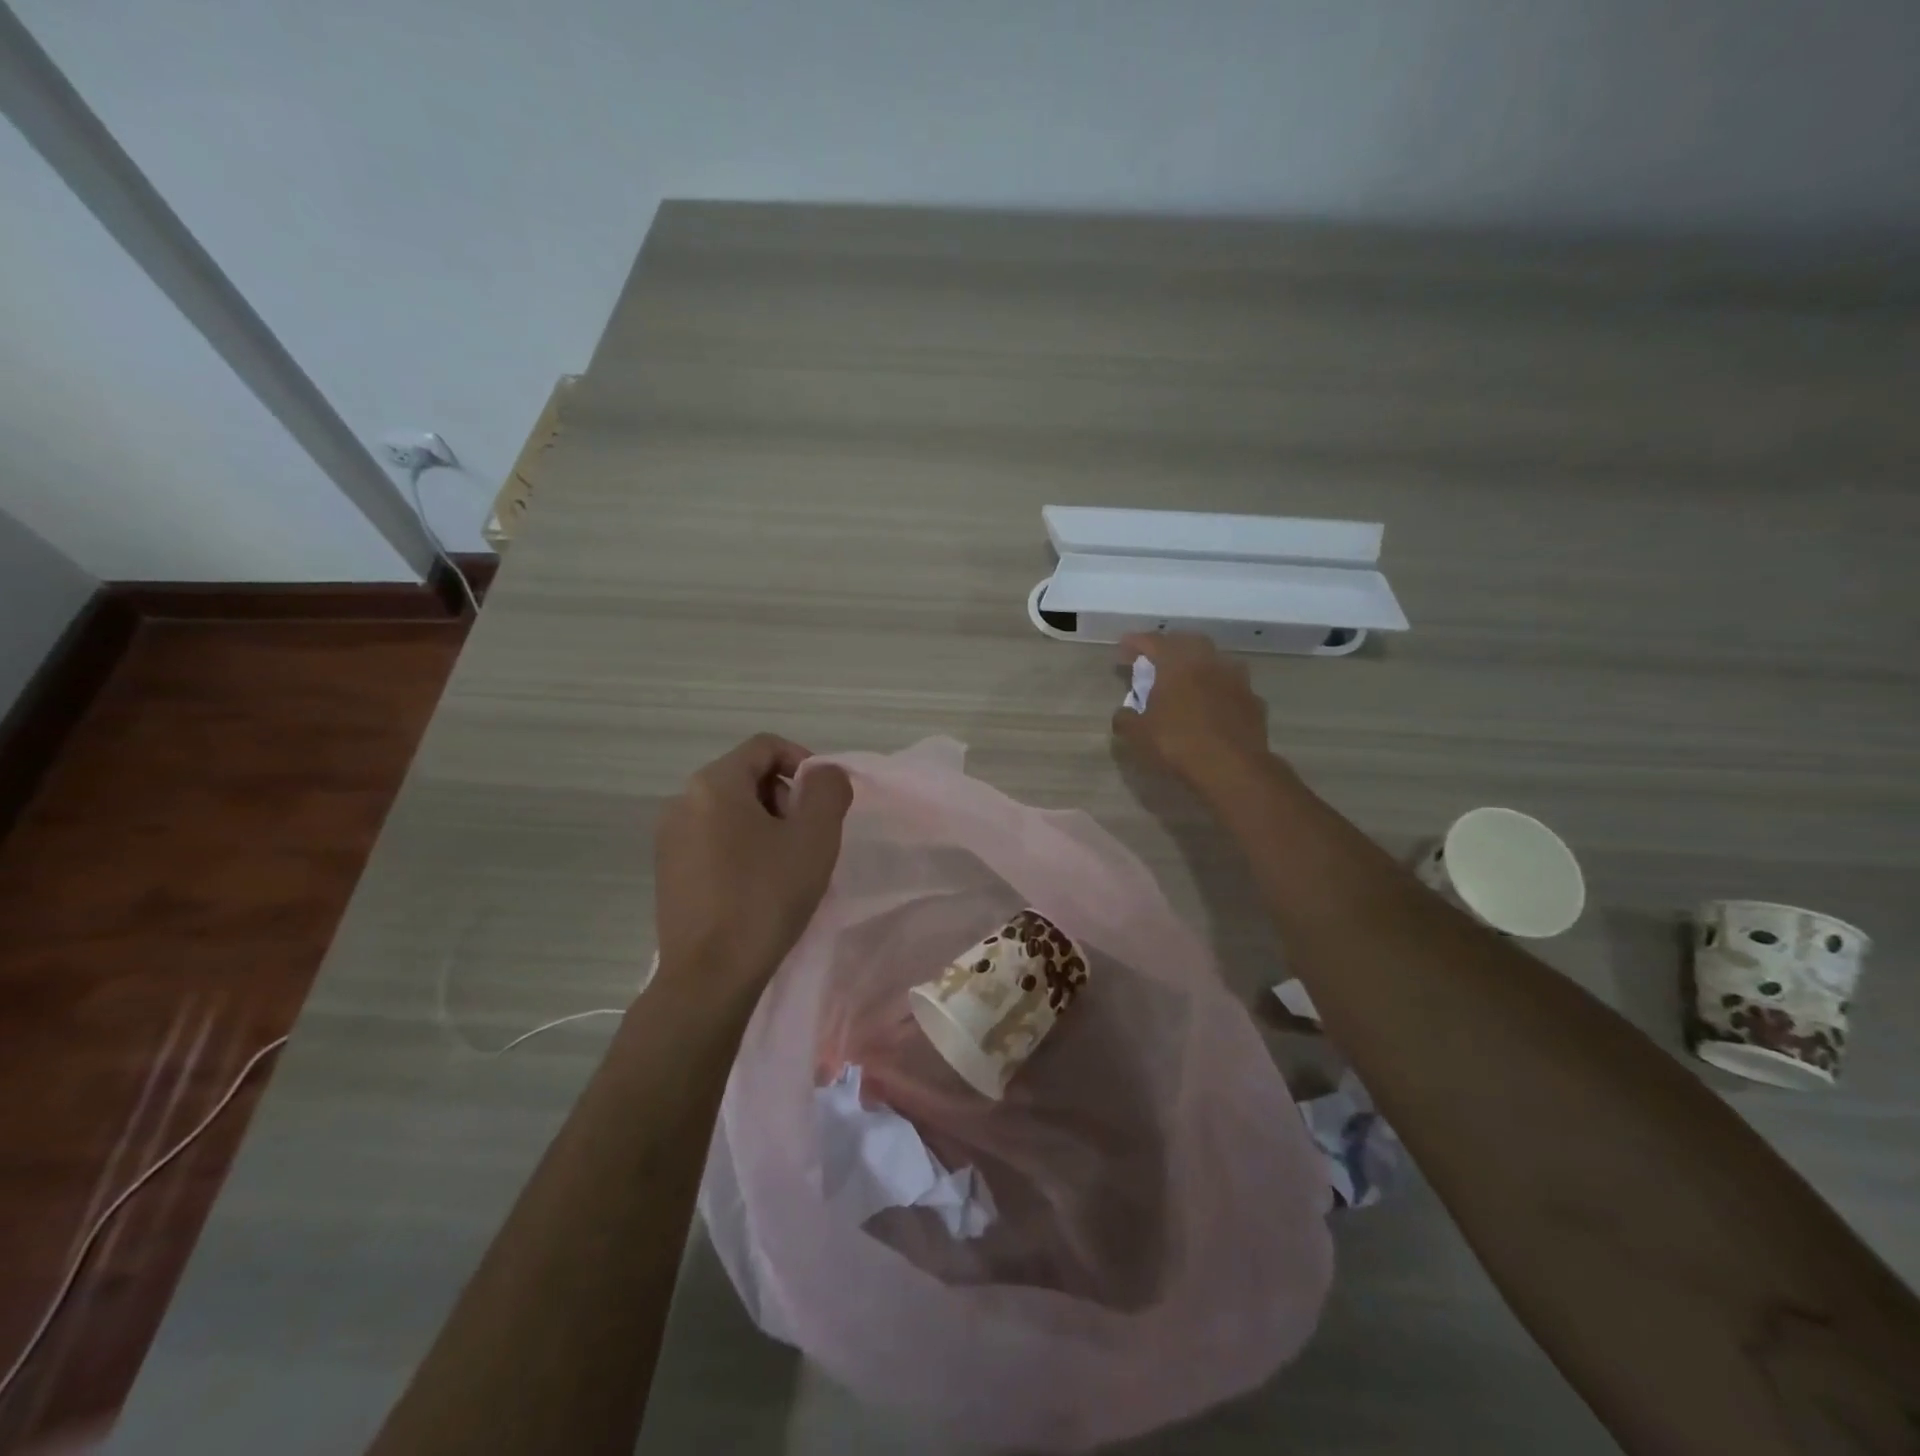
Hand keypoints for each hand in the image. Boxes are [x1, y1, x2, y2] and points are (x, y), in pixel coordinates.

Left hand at [654, 735, 853, 994]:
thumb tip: (824, 775)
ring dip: (766, 825)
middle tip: (809, 837)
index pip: (765, 746)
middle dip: (786, 797)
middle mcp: (682, 801)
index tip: (825, 799)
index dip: (804, 761)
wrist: (710, 975)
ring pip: (730, 811)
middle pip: (747, 777)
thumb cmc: (766, 897)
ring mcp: (669, 838)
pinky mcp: (668, 871)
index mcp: (714, 784)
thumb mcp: (815, 837)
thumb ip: (828, 790)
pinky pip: (713, 840)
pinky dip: (743, 848)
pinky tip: (759, 886)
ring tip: (788, 865)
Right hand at [1111, 633, 1276, 801]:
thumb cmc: (1178, 744)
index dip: (1136, 642)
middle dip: (1170, 647)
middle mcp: (1209, 662)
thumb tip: (1124, 712)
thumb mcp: (1138, 735)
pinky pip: (1232, 687)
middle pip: (1188, 642)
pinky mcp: (1254, 702)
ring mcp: (1237, 680)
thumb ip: (1125, 718)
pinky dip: (1219, 690)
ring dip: (1199, 666)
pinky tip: (1213, 705)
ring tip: (1187, 680)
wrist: (1233, 769)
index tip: (1124, 647)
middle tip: (1156, 660)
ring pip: (1215, 661)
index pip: (1153, 641)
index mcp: (1178, 663)